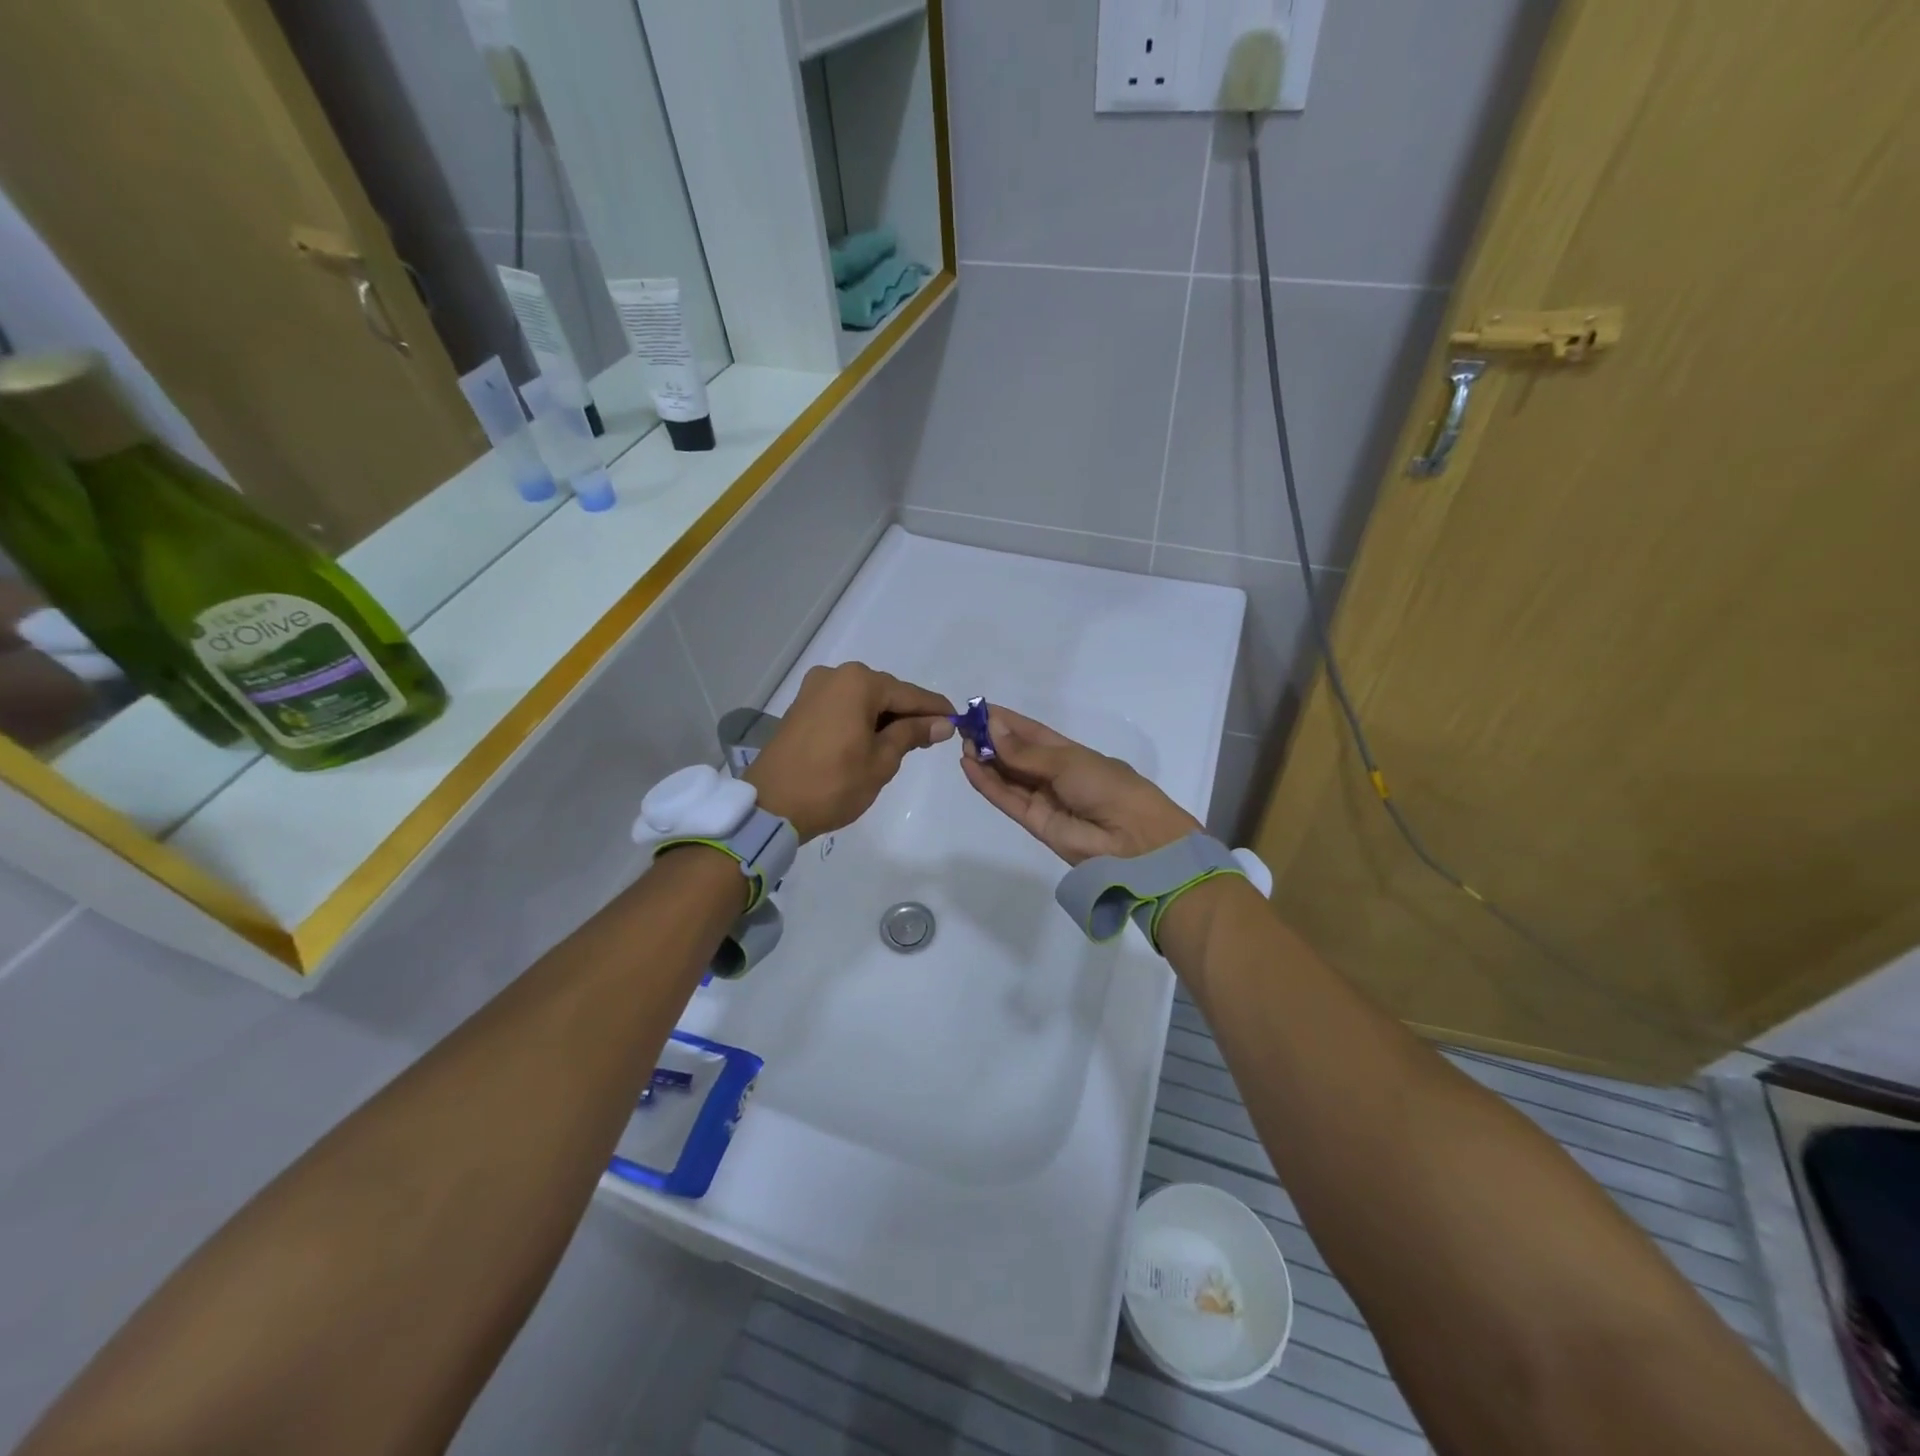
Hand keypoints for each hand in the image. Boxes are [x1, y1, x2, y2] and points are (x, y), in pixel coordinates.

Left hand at [744, 663, 953, 840]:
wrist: (771, 806)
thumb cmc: (833, 784)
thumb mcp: (881, 761)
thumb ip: (911, 735)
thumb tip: (942, 723)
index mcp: (858, 683)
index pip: (909, 694)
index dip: (935, 709)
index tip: (958, 720)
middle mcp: (836, 675)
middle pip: (885, 692)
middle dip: (909, 713)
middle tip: (933, 737)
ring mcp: (814, 689)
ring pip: (863, 699)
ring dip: (885, 717)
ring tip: (906, 743)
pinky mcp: (801, 707)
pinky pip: (843, 706)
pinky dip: (862, 719)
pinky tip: (874, 739)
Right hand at [959, 706, 1199, 864]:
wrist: (1131, 837)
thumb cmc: (1106, 785)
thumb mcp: (1066, 760)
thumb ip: (1025, 752)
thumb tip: (992, 728)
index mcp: (1070, 753)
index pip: (1031, 733)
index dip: (1006, 722)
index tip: (978, 710)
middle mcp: (1053, 774)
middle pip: (1015, 755)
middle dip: (991, 741)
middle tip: (964, 728)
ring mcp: (1042, 799)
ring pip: (1007, 777)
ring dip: (985, 761)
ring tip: (962, 745)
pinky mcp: (1033, 822)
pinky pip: (1006, 799)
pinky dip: (987, 784)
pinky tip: (969, 766)